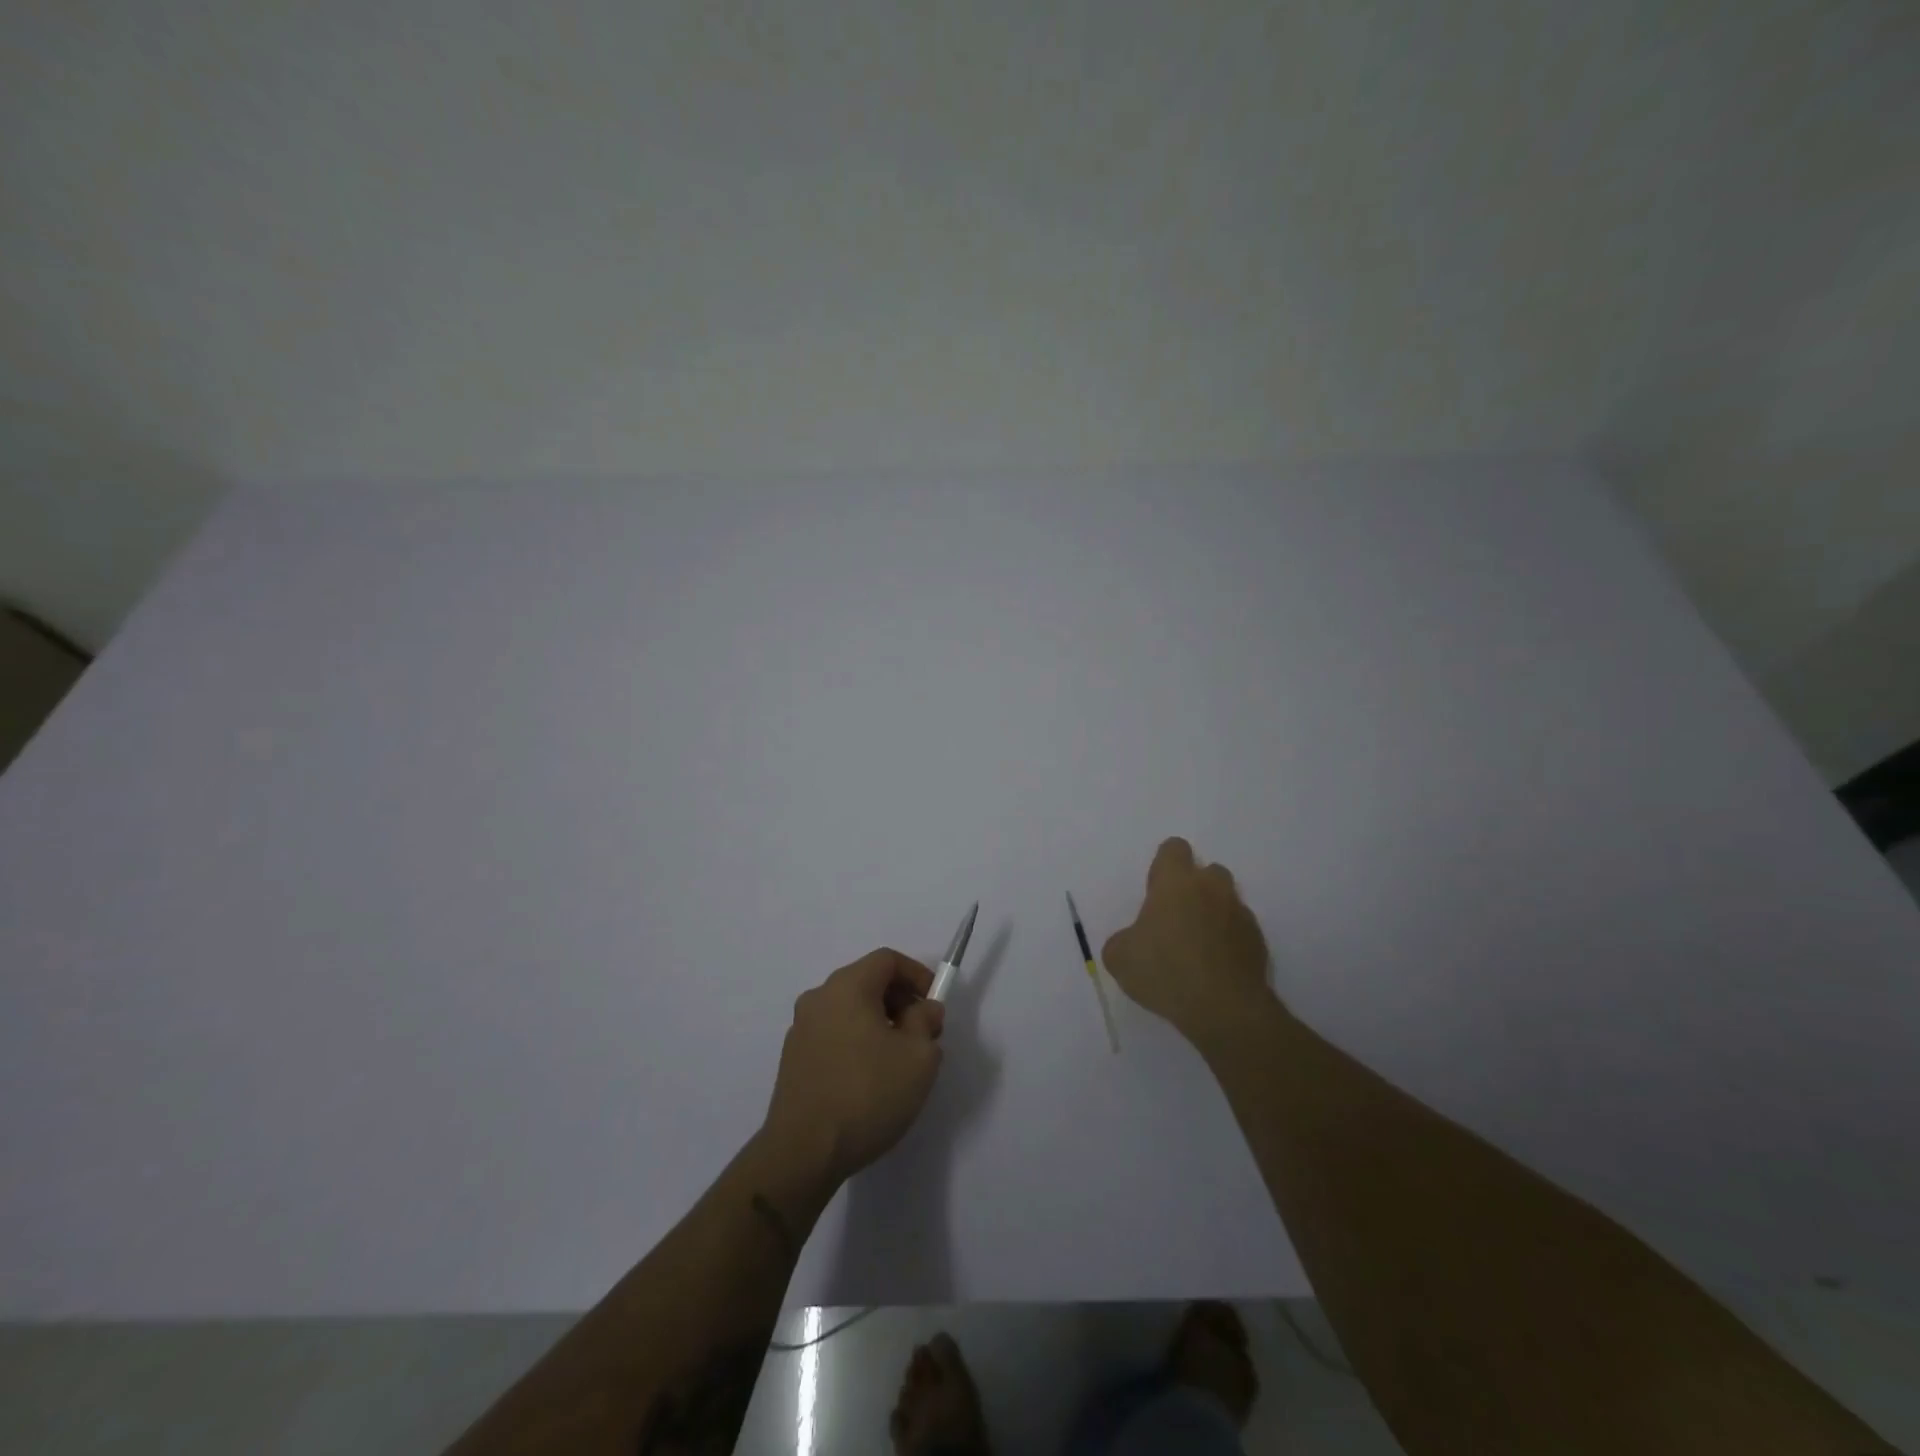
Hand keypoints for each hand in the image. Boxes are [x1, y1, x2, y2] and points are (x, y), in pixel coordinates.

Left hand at [762, 949, 945, 1185]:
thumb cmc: (867, 1094)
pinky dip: (856, 1042)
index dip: (917, 974)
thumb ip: (926, 1023)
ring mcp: (800, 1029)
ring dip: (879, 1023)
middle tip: (922, 1035)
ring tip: (898, 1061)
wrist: (803, 1152)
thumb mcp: (918, 1057)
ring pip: (850, 1010)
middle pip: (867, 982)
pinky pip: (834, 1034)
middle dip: (900, 1001)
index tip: (934, 1004)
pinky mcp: (792, 1059)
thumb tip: (923, 1010)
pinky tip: (869, 1080)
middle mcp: (819, 998)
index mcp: (847, 987)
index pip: (887, 960)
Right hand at [1102, 837, 1274, 1042]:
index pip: (1174, 848)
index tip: (1156, 890)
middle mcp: (1211, 889)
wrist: (1224, 1009)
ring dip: (1214, 913)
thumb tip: (1133, 941)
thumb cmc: (1165, 971)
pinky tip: (1216, 967)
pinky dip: (1229, 941)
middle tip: (1177, 917)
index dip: (1164, 865)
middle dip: (1195, 887)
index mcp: (1175, 883)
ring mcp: (1240, 914)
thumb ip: (1123, 939)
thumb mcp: (1119, 958)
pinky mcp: (1259, 942)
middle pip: (1208, 871)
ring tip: (1198, 945)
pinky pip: (1240, 930)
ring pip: (1227, 900)